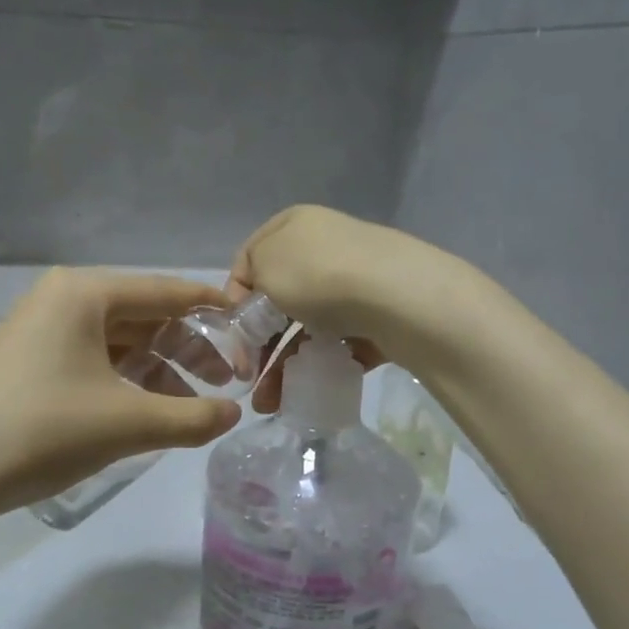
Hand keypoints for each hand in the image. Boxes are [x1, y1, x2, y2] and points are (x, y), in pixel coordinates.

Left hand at [0, 270, 242, 529]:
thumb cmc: (42, 432)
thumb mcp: (129, 424)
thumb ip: (192, 417)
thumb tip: (232, 414)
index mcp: (84, 294)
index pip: (167, 292)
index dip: (214, 311)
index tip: (251, 330)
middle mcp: (59, 301)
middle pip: (143, 317)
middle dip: (188, 349)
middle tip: (227, 383)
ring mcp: (36, 334)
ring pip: (116, 344)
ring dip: (158, 372)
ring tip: (190, 408)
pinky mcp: (24, 368)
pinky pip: (90, 364)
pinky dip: (124, 384)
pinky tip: (144, 415)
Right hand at [225, 206, 462, 412]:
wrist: (397, 297)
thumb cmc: (318, 275)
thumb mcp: (264, 266)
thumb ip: (248, 283)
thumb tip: (255, 303)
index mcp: (294, 226)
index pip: (249, 261)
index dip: (234, 300)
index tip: (231, 336)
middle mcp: (325, 248)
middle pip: (280, 301)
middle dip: (258, 346)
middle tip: (247, 379)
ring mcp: (354, 283)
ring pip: (308, 329)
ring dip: (284, 366)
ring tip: (271, 403)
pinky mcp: (378, 316)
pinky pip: (341, 344)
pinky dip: (322, 366)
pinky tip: (308, 390)